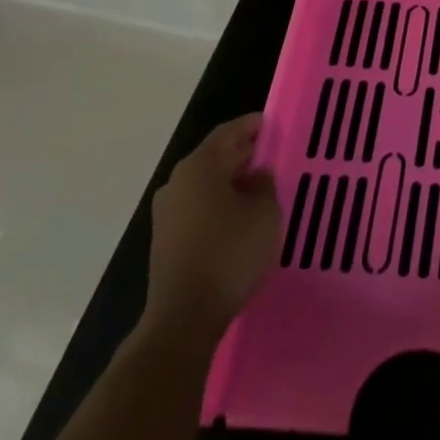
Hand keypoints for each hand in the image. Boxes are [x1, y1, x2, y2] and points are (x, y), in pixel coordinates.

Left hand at [143, 114, 279, 354]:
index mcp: (199, 167)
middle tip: (273, 154)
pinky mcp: (166, 238)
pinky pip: (198, 206)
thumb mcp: (264, 213)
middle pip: (214, 156)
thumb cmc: (230, 254)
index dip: (251, 125)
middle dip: (243, 153)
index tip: (272, 124)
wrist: (185, 316)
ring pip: (206, 183)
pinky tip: (241, 215)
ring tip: (261, 186)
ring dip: (231, 180)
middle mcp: (177, 182)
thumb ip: (264, 185)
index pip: (228, 132)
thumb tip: (256, 175)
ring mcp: (167, 212)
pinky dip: (220, 202)